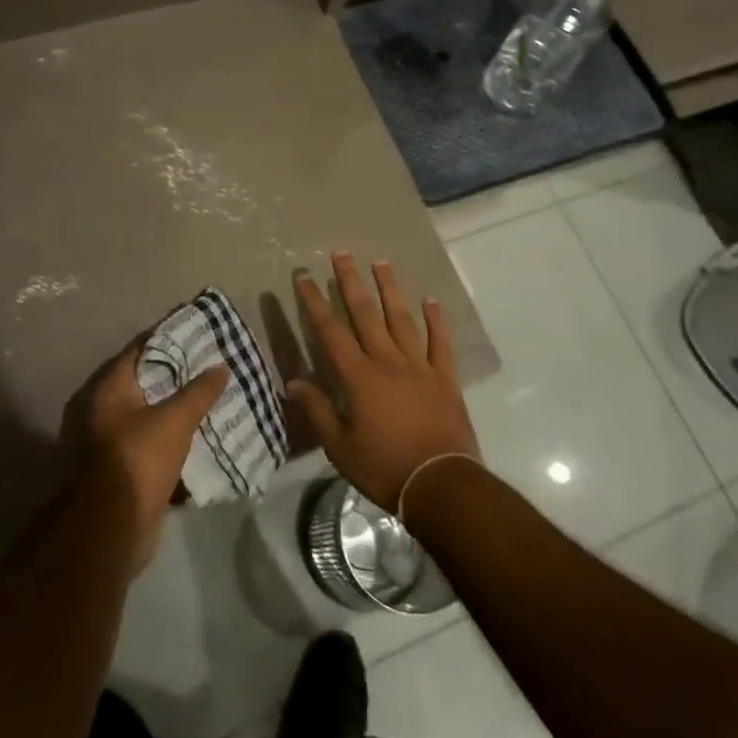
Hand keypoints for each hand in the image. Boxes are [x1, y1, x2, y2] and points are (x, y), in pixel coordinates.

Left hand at [66, 339, 227, 568]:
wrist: (111, 527)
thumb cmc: (138, 459)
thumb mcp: (175, 419)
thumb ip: (199, 391)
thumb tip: (220, 367)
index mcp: (110, 388)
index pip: (140, 349)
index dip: (169, 339)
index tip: (198, 333)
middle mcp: (103, 408)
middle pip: (144, 381)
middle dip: (176, 374)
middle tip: (209, 365)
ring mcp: (109, 439)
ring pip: (149, 413)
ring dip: (175, 407)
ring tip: (209, 396)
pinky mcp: (120, 466)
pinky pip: (150, 440)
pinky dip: (171, 435)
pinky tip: (198, 433)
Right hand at [288, 252, 478, 511]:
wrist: (440, 484)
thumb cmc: (384, 467)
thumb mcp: (340, 447)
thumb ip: (317, 411)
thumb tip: (293, 382)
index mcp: (359, 377)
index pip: (330, 331)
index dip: (314, 302)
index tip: (304, 276)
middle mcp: (387, 362)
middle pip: (365, 314)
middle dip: (350, 281)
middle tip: (341, 253)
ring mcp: (419, 366)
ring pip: (401, 319)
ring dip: (390, 289)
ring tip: (381, 262)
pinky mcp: (445, 378)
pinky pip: (440, 342)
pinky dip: (436, 321)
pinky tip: (431, 301)